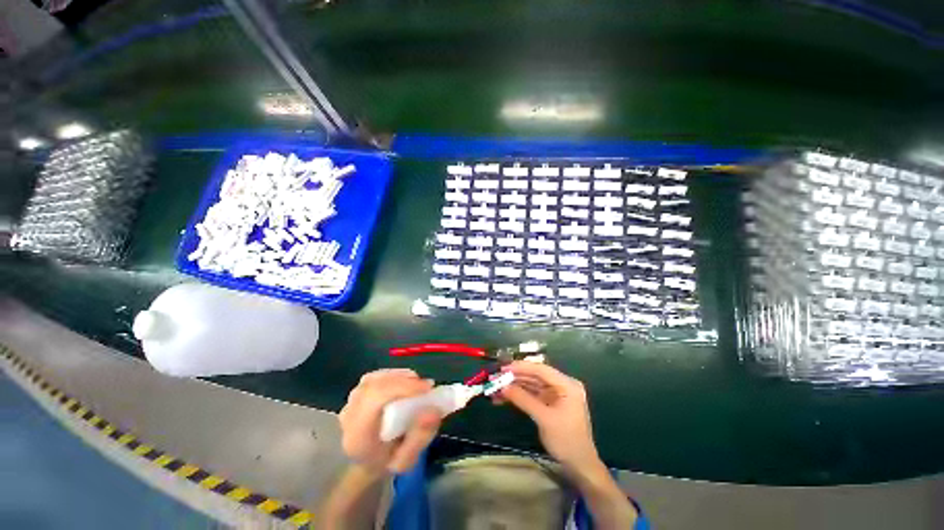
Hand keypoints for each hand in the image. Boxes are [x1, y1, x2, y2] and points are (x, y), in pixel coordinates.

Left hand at [339, 369, 441, 473]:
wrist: (367, 464)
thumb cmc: (387, 463)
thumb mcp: (407, 461)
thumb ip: (420, 437)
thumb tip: (434, 409)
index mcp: (357, 435)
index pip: (375, 398)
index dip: (402, 387)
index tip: (427, 388)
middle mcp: (349, 415)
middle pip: (375, 385)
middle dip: (404, 381)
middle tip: (427, 387)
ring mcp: (350, 402)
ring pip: (376, 379)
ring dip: (400, 378)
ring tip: (418, 386)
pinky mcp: (357, 393)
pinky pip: (376, 377)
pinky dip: (394, 376)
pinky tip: (406, 383)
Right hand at [498, 362, 599, 468]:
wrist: (579, 466)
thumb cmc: (566, 440)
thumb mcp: (544, 419)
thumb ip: (523, 400)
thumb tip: (502, 387)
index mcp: (567, 384)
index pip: (541, 370)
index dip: (521, 367)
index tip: (503, 369)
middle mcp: (561, 385)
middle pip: (535, 376)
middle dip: (515, 378)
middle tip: (496, 378)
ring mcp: (555, 394)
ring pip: (531, 385)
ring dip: (514, 387)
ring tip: (495, 388)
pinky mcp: (549, 403)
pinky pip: (531, 394)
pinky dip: (518, 396)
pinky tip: (503, 398)